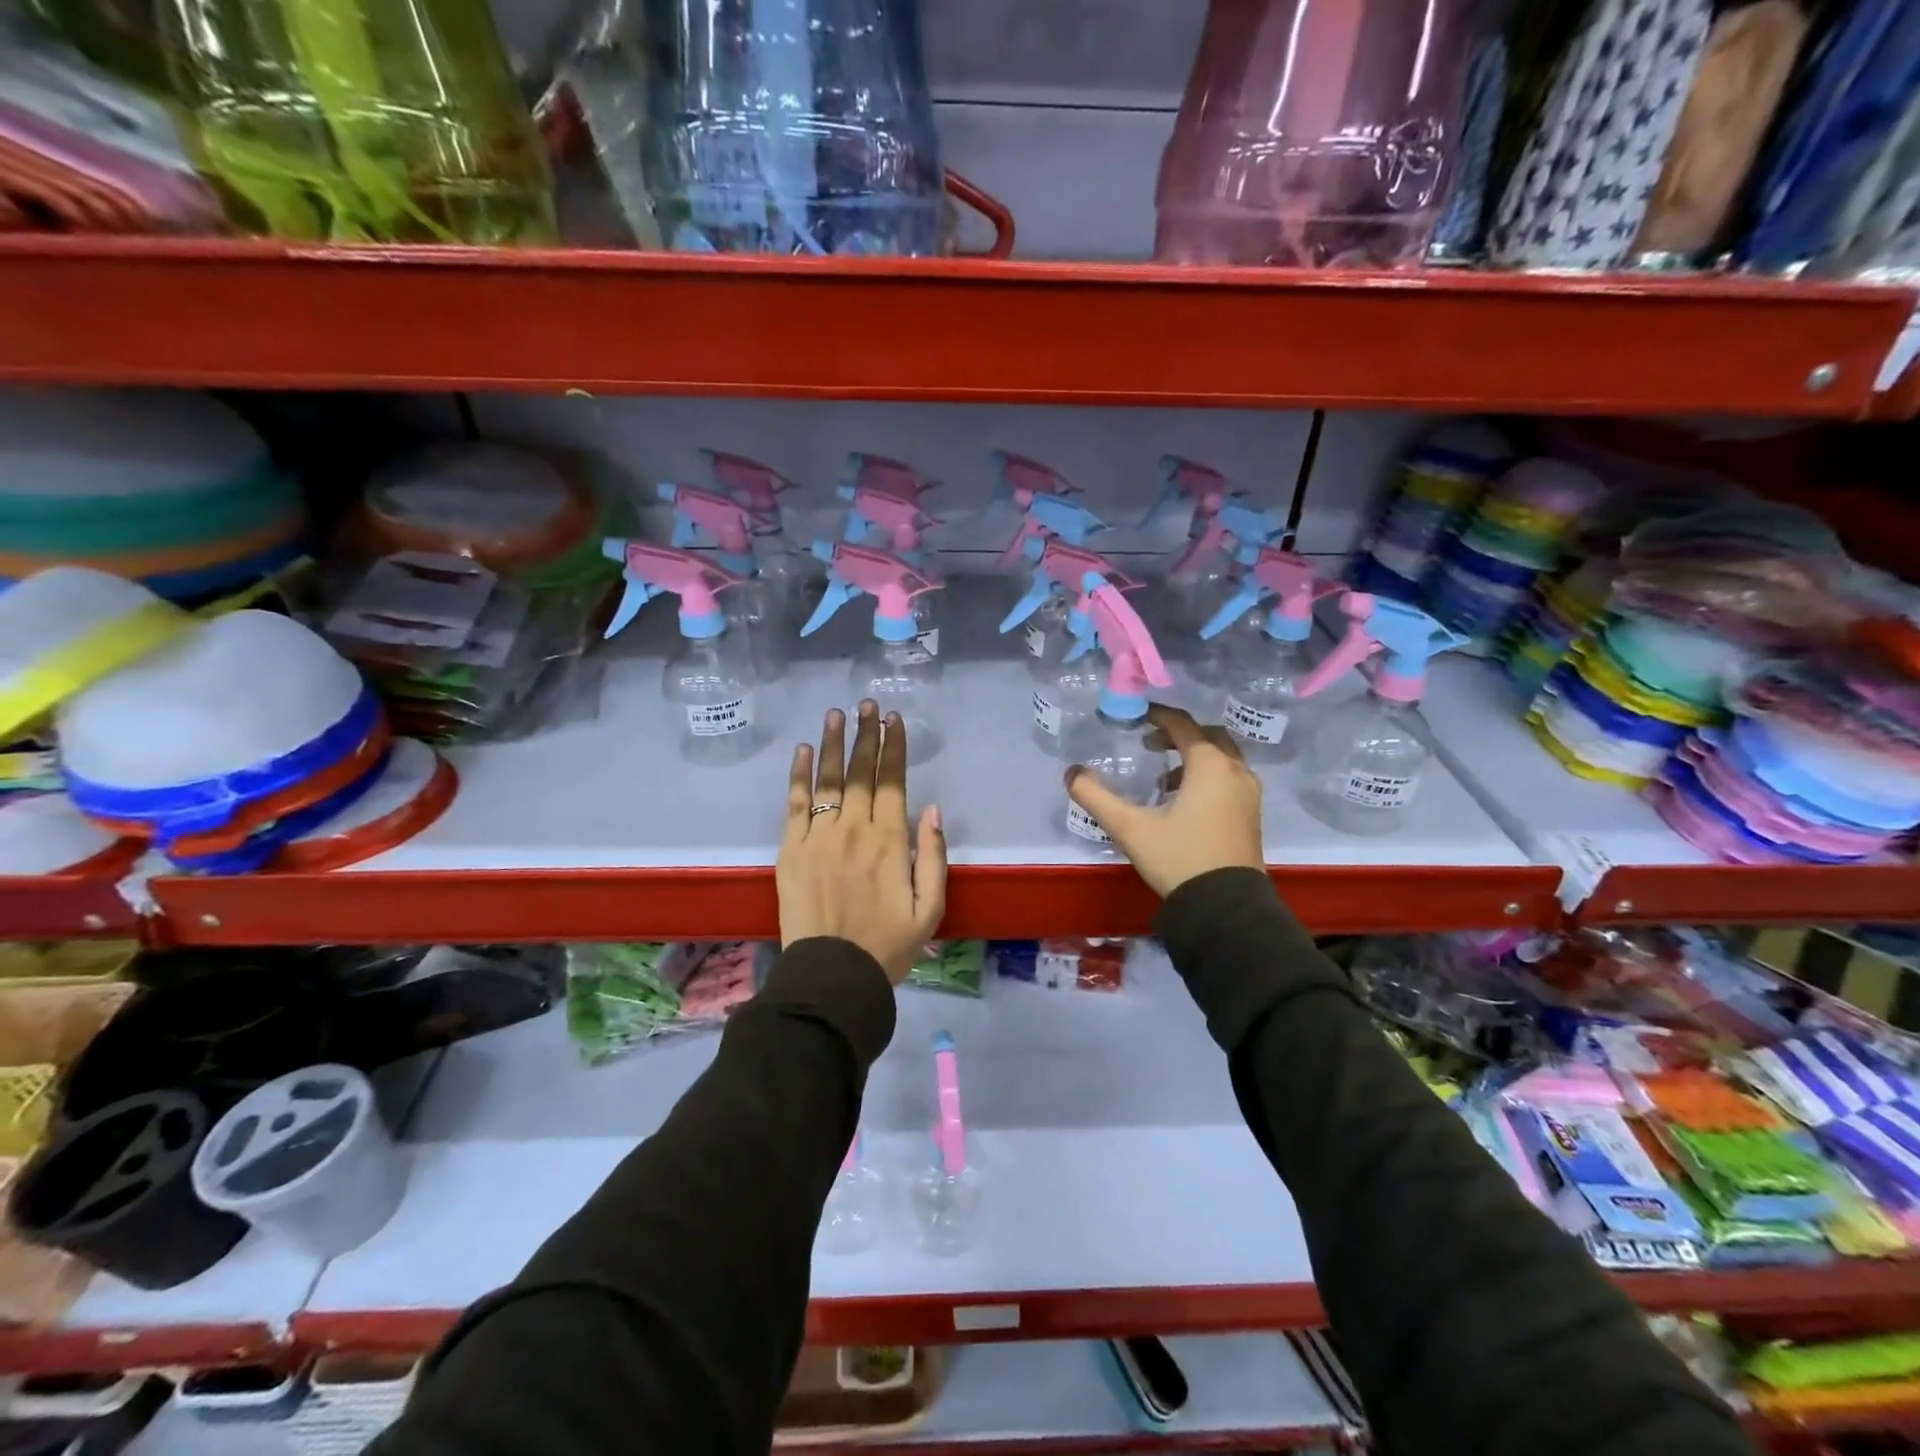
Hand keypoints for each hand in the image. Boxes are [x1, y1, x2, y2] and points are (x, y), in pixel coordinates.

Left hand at [778, 700, 946, 982]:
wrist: (832, 975)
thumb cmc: (887, 945)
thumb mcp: (930, 908)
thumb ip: (933, 856)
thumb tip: (932, 809)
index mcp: (889, 840)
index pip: (892, 781)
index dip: (893, 747)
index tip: (893, 719)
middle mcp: (853, 828)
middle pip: (860, 771)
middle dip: (866, 734)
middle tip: (868, 703)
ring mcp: (818, 835)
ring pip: (827, 778)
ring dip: (833, 742)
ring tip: (837, 713)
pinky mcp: (790, 848)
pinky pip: (794, 802)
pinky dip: (798, 774)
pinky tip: (802, 750)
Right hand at [1064, 703, 1263, 896]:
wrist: (1225, 908)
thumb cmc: (1179, 858)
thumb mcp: (1130, 828)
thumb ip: (1096, 797)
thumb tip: (1072, 773)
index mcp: (1209, 765)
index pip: (1183, 725)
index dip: (1158, 716)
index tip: (1136, 716)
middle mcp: (1235, 771)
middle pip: (1208, 736)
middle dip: (1178, 734)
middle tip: (1150, 744)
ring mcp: (1248, 794)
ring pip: (1222, 758)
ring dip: (1194, 757)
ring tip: (1163, 778)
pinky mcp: (1251, 815)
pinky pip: (1229, 778)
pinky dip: (1207, 776)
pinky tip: (1183, 802)